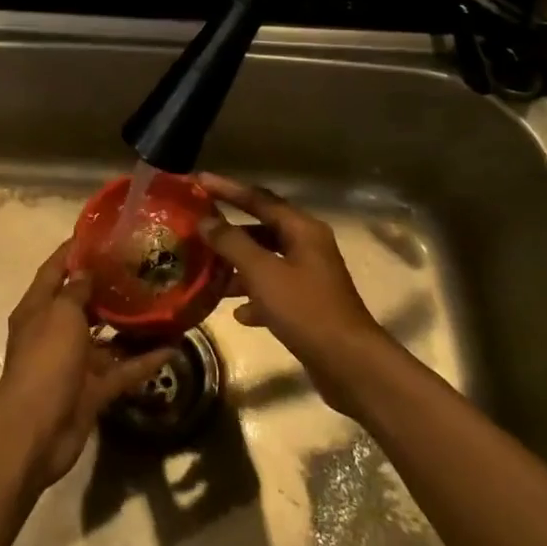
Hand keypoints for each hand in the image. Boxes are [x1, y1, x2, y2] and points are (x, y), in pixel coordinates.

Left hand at [0, 241, 174, 490]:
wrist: (36, 430)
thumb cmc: (45, 361)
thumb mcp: (60, 314)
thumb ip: (76, 291)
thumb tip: (86, 271)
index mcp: (38, 308)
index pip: (54, 270)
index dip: (72, 250)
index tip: (99, 233)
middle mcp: (53, 332)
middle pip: (81, 303)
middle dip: (107, 287)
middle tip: (141, 268)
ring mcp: (73, 364)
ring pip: (105, 339)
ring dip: (129, 325)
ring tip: (160, 305)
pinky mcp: (91, 391)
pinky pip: (121, 370)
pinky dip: (143, 361)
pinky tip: (171, 348)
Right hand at [196, 173, 391, 418]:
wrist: (349, 364)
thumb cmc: (306, 310)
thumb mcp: (263, 273)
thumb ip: (232, 243)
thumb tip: (206, 221)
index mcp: (302, 230)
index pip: (259, 199)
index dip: (227, 189)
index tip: (198, 181)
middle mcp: (308, 246)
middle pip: (262, 229)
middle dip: (229, 231)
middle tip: (197, 229)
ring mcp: (309, 277)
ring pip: (266, 261)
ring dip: (238, 266)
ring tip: (207, 272)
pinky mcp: (308, 306)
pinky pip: (273, 291)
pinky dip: (254, 297)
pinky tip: (236, 312)